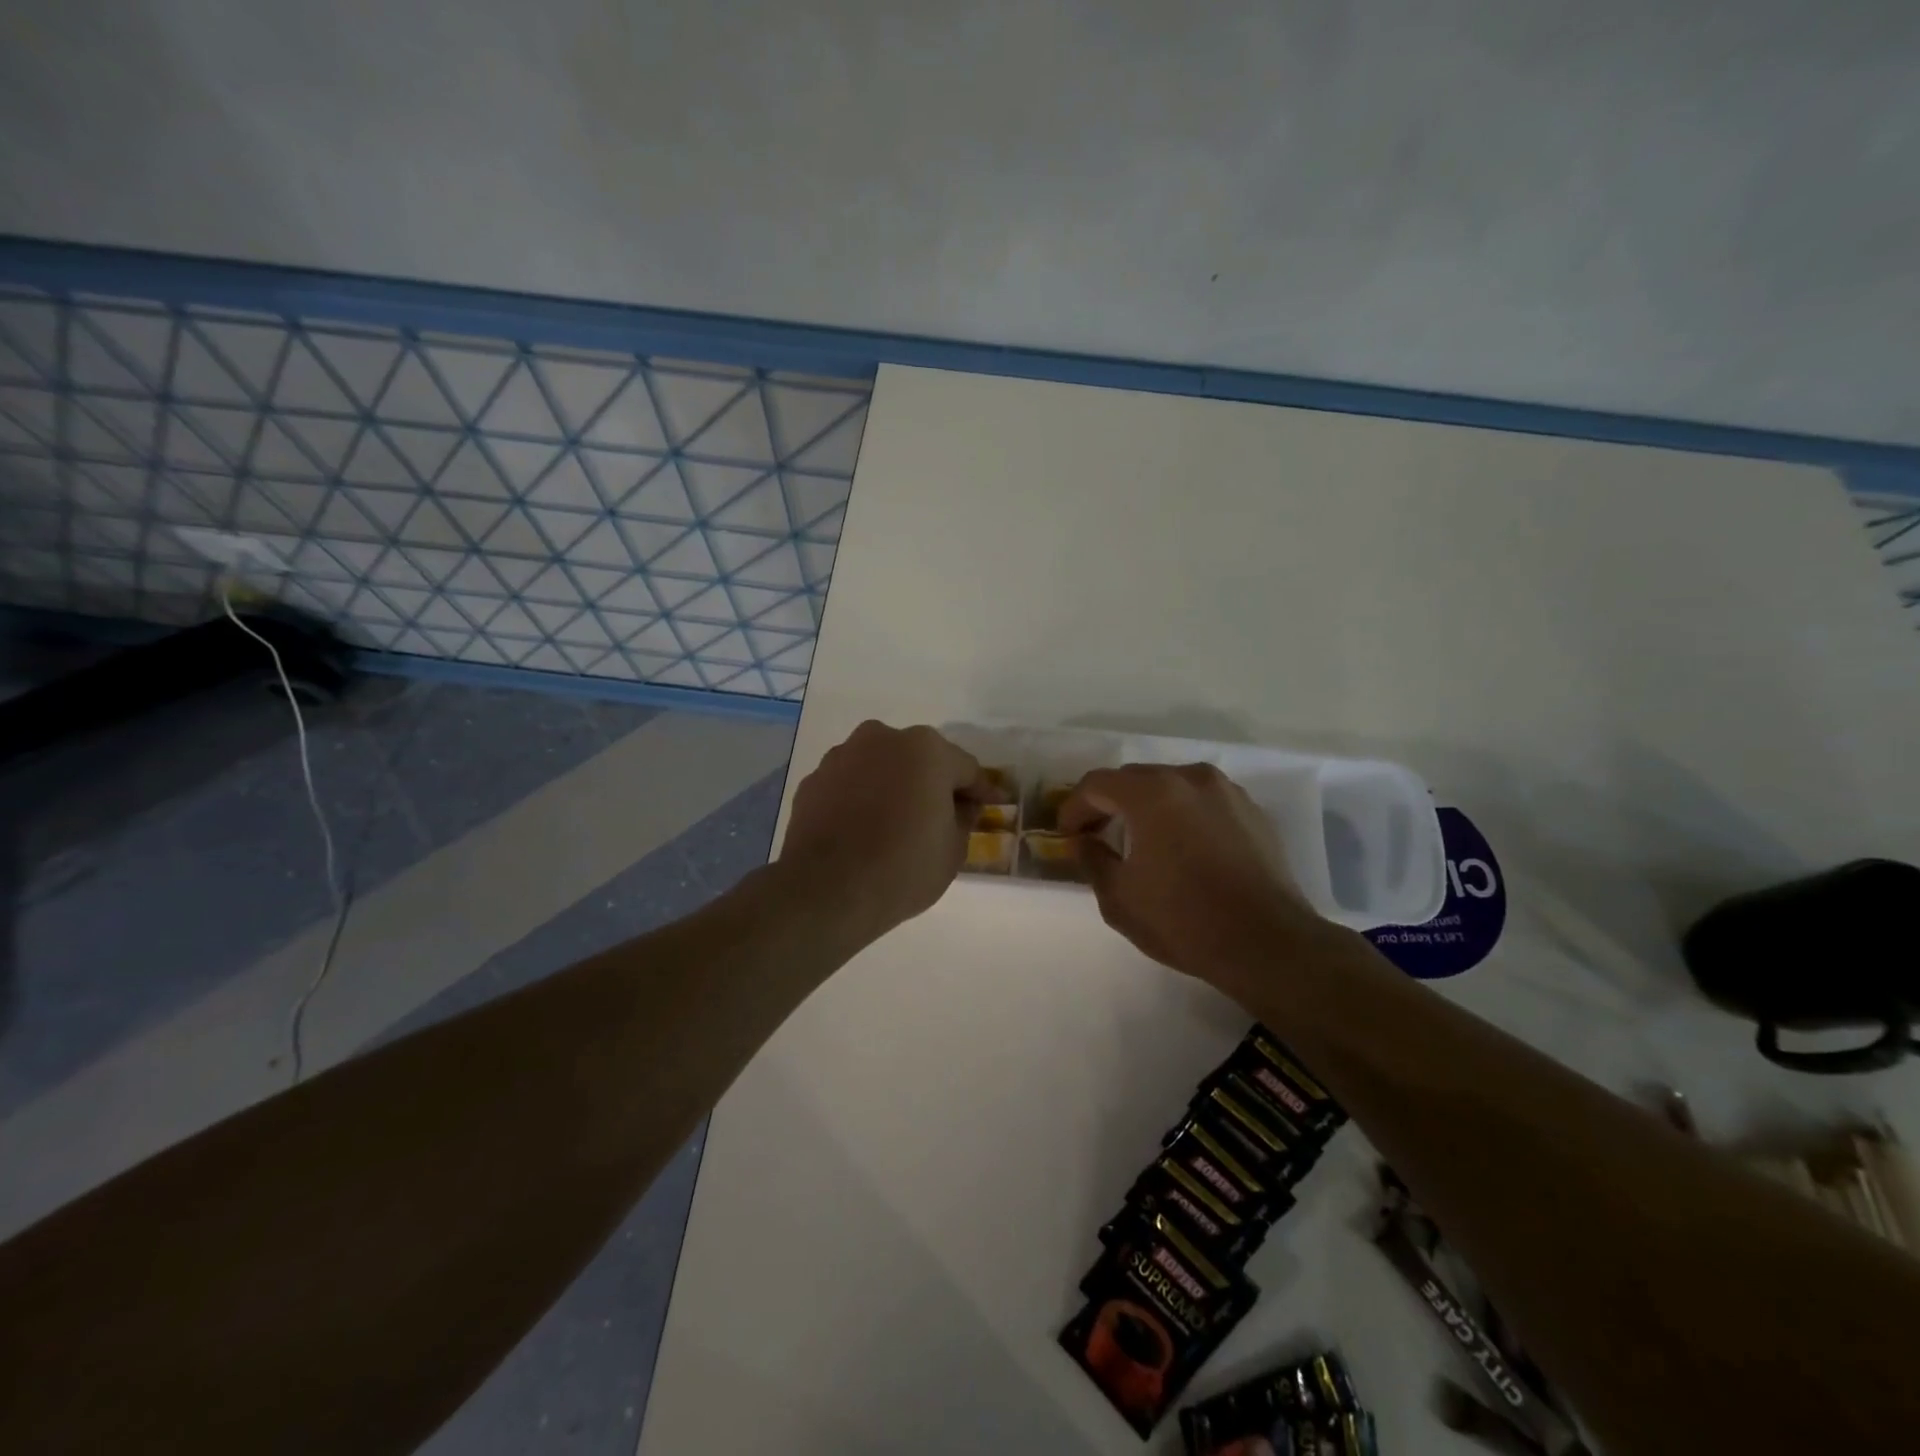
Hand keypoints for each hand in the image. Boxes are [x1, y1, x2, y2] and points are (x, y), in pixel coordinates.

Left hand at [781, 722, 984, 941]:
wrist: (827, 891)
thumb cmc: (904, 867)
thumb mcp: (954, 849)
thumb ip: (963, 818)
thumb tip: (960, 806)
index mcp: (927, 750)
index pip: (966, 768)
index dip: (981, 790)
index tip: (991, 805)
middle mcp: (883, 739)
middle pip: (920, 759)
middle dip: (933, 782)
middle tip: (942, 814)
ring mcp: (842, 756)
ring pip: (881, 767)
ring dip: (893, 786)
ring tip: (897, 822)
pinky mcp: (814, 780)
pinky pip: (850, 785)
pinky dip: (861, 799)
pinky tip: (863, 829)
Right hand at [1060, 763, 1324, 991]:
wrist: (1268, 944)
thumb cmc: (1183, 920)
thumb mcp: (1119, 898)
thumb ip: (1092, 859)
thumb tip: (1085, 841)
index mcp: (1152, 793)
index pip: (1097, 784)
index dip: (1074, 807)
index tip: (1067, 835)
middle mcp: (1190, 779)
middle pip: (1135, 779)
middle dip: (1110, 803)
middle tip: (1097, 835)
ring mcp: (1227, 792)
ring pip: (1173, 786)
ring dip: (1148, 807)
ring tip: (1142, 841)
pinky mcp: (1254, 812)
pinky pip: (1205, 803)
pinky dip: (1184, 816)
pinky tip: (1184, 849)